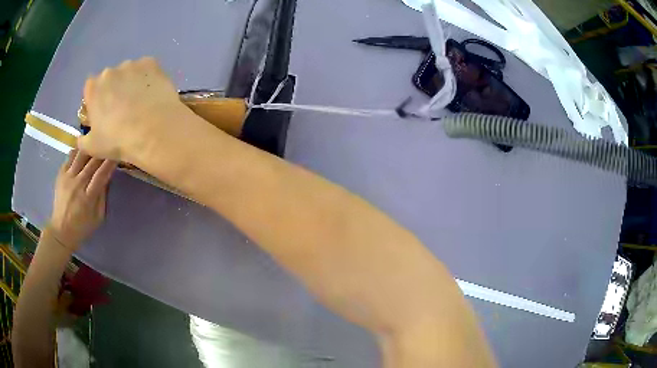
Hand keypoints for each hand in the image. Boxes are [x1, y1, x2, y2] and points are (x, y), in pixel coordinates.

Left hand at [50, 150, 116, 249]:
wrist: (61, 230)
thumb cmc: (82, 227)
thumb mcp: (98, 217)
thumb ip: (103, 197)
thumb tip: (107, 177)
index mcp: (88, 198)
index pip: (101, 174)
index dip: (110, 163)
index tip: (118, 154)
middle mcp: (77, 184)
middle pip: (92, 162)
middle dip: (103, 152)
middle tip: (110, 145)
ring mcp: (67, 177)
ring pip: (81, 154)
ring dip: (91, 148)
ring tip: (97, 143)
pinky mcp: (61, 174)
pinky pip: (70, 156)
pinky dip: (78, 151)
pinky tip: (84, 149)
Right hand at [78, 57, 185, 162]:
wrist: (153, 131)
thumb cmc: (117, 140)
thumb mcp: (92, 147)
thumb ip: (82, 140)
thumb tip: (80, 138)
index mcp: (93, 87)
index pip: (91, 88)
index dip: (96, 99)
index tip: (103, 112)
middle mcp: (111, 71)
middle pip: (110, 79)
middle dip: (114, 90)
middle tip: (123, 109)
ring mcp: (132, 64)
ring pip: (129, 73)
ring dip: (131, 83)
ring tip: (141, 103)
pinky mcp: (152, 63)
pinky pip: (147, 70)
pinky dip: (148, 79)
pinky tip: (153, 94)